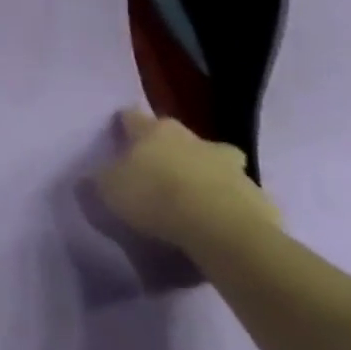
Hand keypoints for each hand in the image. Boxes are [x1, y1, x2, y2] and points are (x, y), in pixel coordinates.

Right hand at [93, 108, 281, 257]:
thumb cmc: (155, 199)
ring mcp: (233, 167)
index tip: (119, 135)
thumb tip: (90, 178)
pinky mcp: (259, 197)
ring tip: (194, 200)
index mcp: (155, 132)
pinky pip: (239, 197)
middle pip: (180, 138)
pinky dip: (229, 204)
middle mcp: (195, 140)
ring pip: (216, 164)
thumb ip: (98, 180)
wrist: (222, 232)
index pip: (132, 117)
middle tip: (160, 171)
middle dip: (172, 150)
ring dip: (206, 175)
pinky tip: (218, 224)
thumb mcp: (108, 191)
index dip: (124, 125)